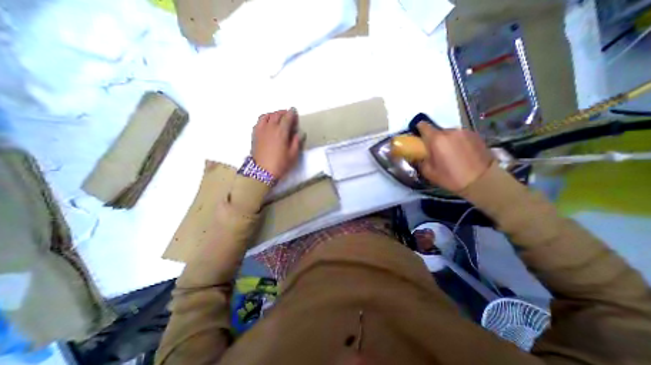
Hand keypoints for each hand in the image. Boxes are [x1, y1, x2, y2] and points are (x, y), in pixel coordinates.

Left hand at [251, 109, 302, 178]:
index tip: (295, 112)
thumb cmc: (280, 164)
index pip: (287, 118)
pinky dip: (265, 118)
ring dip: (274, 114)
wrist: (262, 172)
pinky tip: (268, 123)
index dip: (292, 114)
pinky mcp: (255, 134)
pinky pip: (260, 121)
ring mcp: (261, 130)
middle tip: (289, 115)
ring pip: (267, 116)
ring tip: (278, 117)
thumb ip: (296, 142)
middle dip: (284, 113)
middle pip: (277, 114)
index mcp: (281, 132)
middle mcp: (270, 127)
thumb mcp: (293, 155)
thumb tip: (299, 133)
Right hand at [417, 122, 492, 191]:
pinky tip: (461, 153)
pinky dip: (458, 141)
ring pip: (450, 133)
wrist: (482, 181)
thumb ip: (420, 160)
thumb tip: (418, 156)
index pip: (423, 125)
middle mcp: (450, 131)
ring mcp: (464, 132)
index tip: (419, 137)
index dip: (419, 129)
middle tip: (436, 151)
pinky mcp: (476, 135)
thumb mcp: (428, 173)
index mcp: (436, 139)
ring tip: (450, 153)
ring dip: (447, 140)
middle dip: (434, 139)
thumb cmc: (451, 177)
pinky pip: (461, 136)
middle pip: (437, 131)